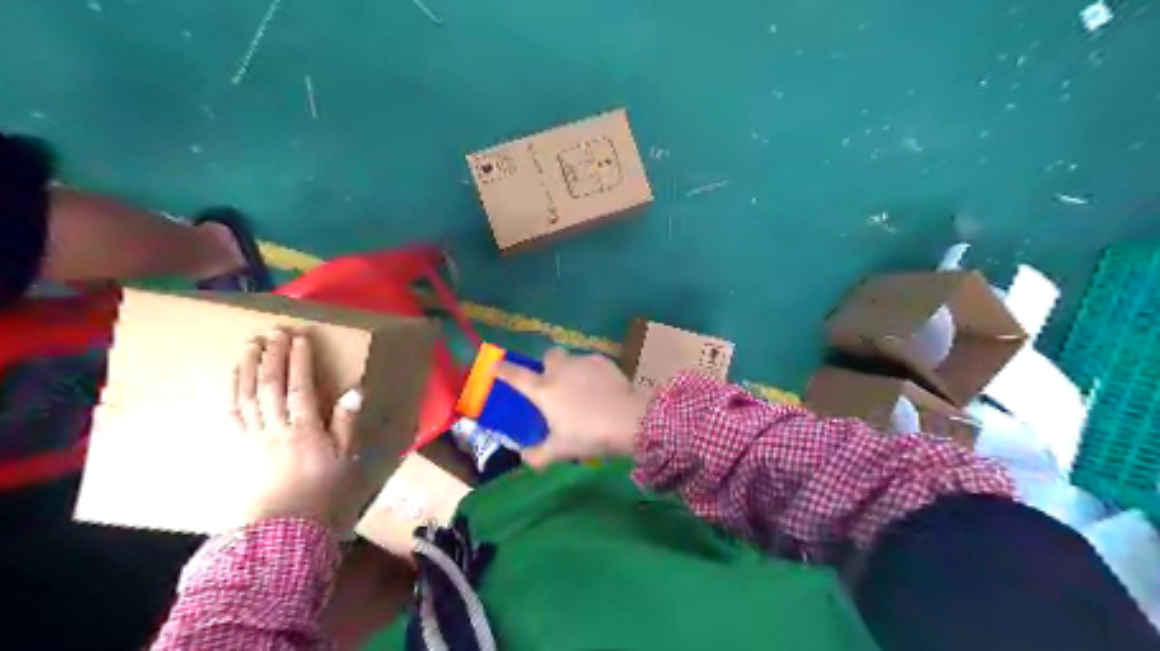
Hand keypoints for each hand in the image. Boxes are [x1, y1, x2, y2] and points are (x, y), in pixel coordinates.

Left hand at [236, 328, 375, 531]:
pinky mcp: (237, 447)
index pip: (300, 386)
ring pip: (246, 395)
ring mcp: (252, 437)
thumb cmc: (321, 489)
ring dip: (246, 367)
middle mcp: (275, 427)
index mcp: (305, 429)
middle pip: (270, 385)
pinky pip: (231, 414)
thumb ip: (347, 422)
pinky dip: (231, 392)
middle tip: (274, 332)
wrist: (283, 526)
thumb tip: (354, 390)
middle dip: (271, 356)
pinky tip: (232, 378)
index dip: (299, 360)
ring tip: (250, 345)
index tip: (300, 338)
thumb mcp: (345, 457)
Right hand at [491, 345, 648, 466]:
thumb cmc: (589, 435)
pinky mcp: (604, 362)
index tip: (495, 366)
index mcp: (543, 390)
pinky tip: (600, 387)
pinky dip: (591, 372)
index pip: (515, 376)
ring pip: (571, 359)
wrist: (628, 420)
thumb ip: (538, 455)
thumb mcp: (560, 451)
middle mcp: (560, 370)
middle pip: (548, 356)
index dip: (502, 370)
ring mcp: (583, 363)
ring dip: (571, 369)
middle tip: (553, 382)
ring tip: (581, 389)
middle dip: (548, 364)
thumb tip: (525, 457)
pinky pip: (592, 363)